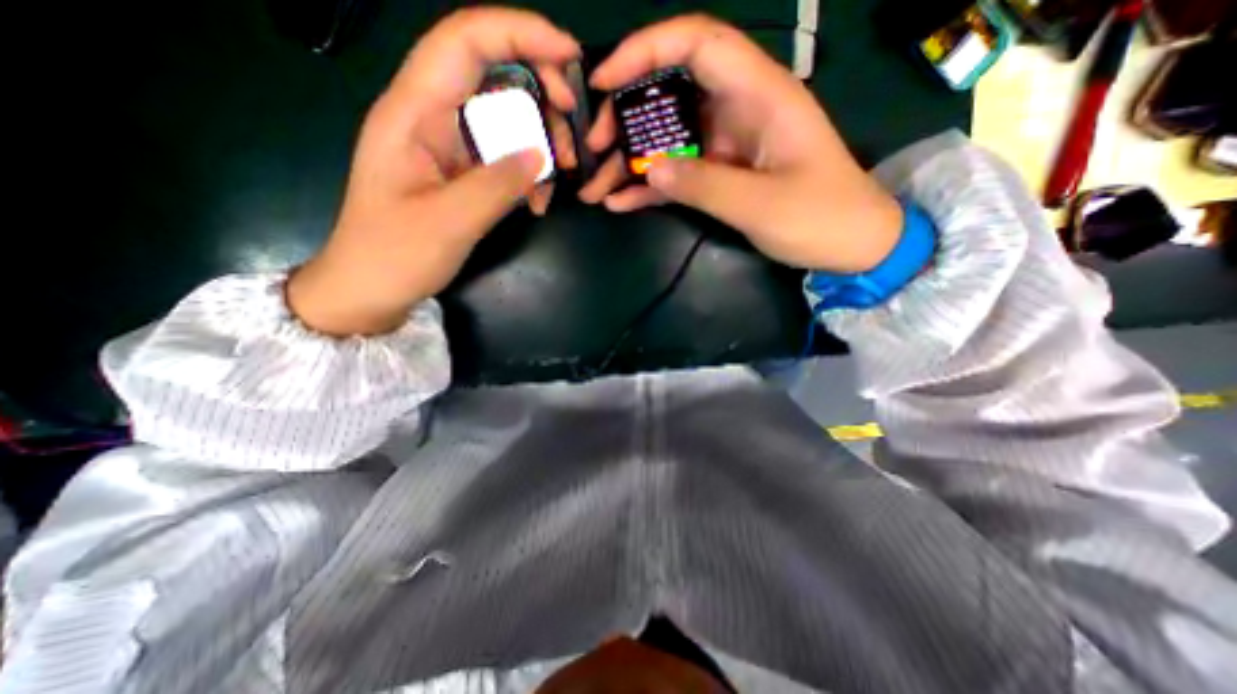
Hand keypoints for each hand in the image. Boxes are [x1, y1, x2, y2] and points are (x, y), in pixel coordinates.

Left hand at [287, 7, 580, 335]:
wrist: (372, 289)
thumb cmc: (395, 255)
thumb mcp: (449, 221)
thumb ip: (497, 184)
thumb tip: (542, 154)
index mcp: (413, 111)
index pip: (465, 41)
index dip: (519, 34)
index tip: (569, 57)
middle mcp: (432, 117)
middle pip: (495, 75)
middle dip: (542, 95)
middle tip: (573, 134)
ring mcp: (449, 146)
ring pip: (506, 118)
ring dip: (542, 140)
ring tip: (562, 175)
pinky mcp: (463, 172)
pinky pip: (506, 155)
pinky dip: (530, 172)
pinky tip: (540, 201)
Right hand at [580, 14, 900, 274]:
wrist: (849, 244)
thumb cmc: (820, 217)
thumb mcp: (760, 203)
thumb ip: (703, 184)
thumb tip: (650, 167)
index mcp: (760, 95)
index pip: (698, 43)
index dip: (646, 50)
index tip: (604, 81)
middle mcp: (738, 111)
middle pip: (671, 93)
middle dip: (626, 117)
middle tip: (594, 149)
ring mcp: (727, 145)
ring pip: (668, 138)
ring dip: (629, 161)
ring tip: (594, 188)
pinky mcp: (721, 174)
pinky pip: (678, 173)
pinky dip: (649, 186)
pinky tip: (619, 203)